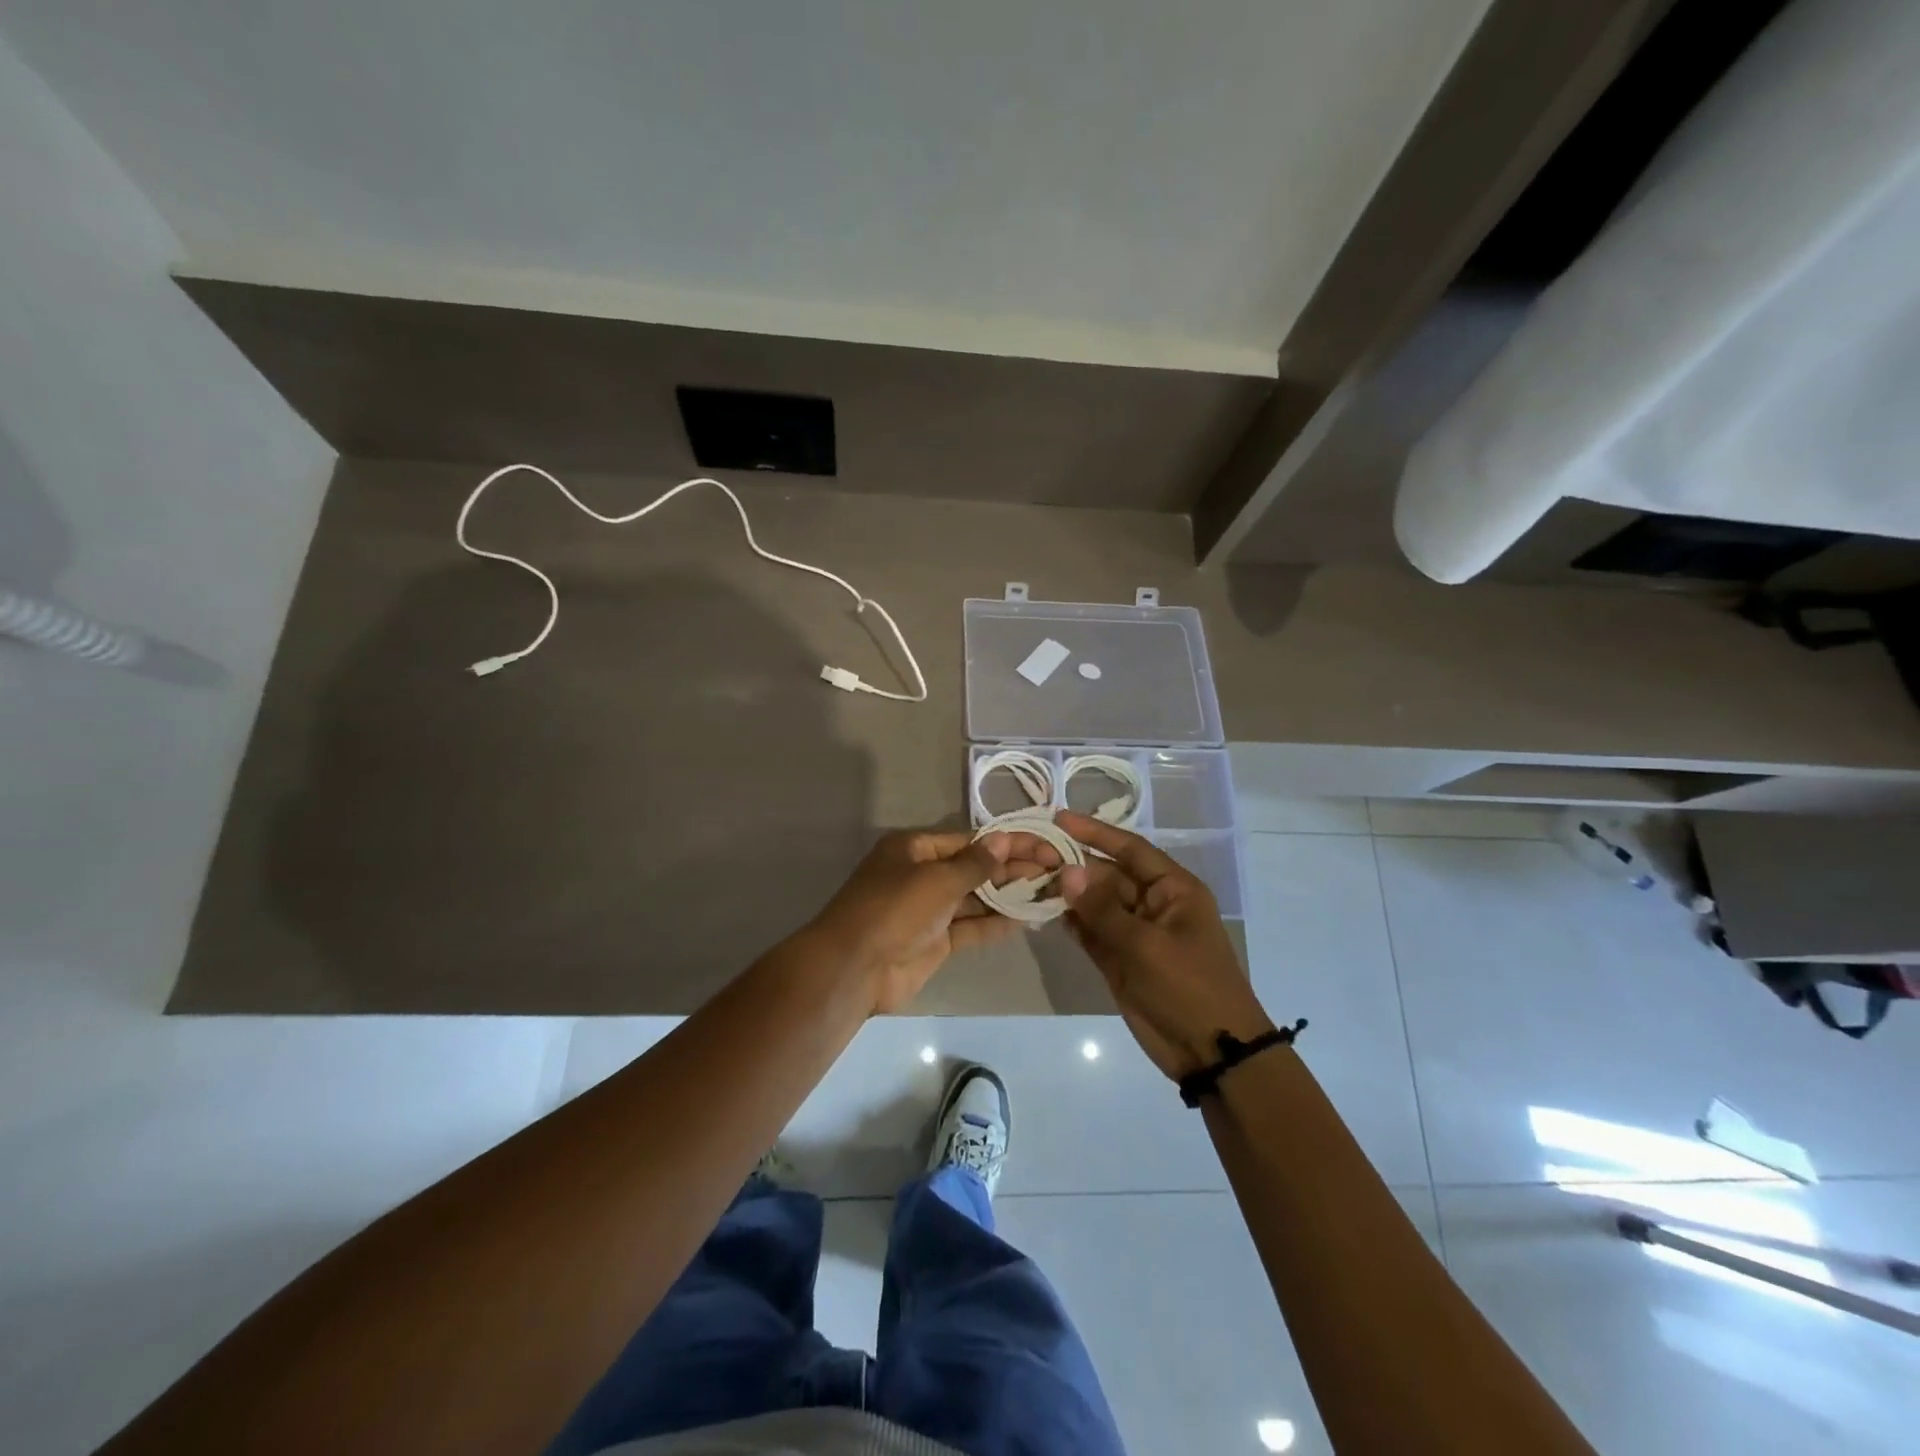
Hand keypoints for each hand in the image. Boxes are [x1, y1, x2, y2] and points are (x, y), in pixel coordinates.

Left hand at [808, 828, 1062, 1012]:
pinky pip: (972, 926)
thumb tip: (1004, 840)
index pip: (970, 840)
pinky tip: (1027, 918)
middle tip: (1056, 868)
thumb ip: (975, 864)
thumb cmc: (894, 910)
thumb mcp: (936, 879)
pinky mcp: (936, 941)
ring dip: (1009, 895)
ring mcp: (929, 910)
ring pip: (976, 898)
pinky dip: (996, 923)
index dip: (1008, 842)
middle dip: (1013, 868)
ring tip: (1050, 891)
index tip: (1044, 845)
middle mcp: (923, 874)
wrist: (855, 968)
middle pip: (975, 867)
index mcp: (915, 849)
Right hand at [1056, 811, 1273, 1080]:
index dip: (1095, 832)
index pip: (1130, 849)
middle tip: (1032, 855)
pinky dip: (1071, 922)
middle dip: (1074, 865)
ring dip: (1068, 893)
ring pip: (1095, 903)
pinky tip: (1043, 911)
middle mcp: (1152, 904)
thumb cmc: (1188, 987)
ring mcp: (1134, 933)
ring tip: (1029, 879)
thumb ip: (1102, 908)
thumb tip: (1066, 871)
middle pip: (1107, 875)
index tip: (1059, 818)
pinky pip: (1091, 931)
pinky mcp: (1119, 960)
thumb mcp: (1146, 945)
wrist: (1211, 1052)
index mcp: (1173, 889)